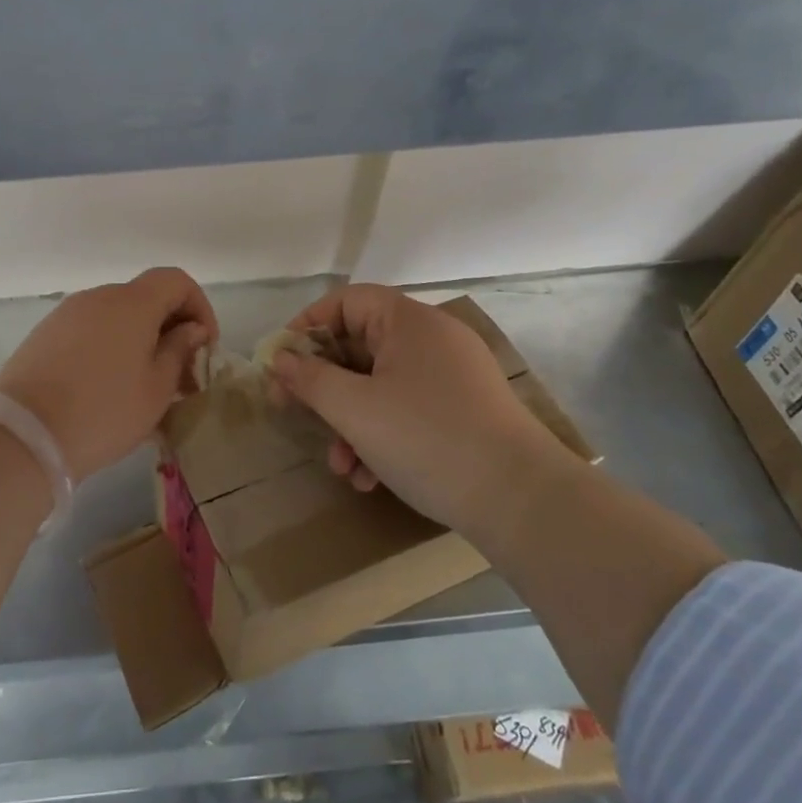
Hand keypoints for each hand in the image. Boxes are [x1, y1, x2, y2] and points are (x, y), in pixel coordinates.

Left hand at [0, 268, 217, 481]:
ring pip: (116, 316)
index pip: (176, 280)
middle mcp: (98, 297)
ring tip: (143, 386)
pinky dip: (108, 347)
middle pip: (145, 297)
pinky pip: (89, 330)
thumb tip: (190, 329)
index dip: (199, 307)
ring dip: (138, 340)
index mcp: (131, 303)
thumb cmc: (104, 412)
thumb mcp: (156, 388)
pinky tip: (106, 387)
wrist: (24, 437)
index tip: (203, 347)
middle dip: (170, 329)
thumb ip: (179, 350)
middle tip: (180, 376)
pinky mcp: (44, 334)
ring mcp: (66, 314)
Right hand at [267, 284, 575, 533]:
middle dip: (326, 388)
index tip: (281, 363)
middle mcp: (432, 339)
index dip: (307, 327)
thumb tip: (279, 358)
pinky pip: (408, 409)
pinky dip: (382, 435)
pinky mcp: (464, 412)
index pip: (345, 301)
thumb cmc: (426, 438)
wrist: (522, 501)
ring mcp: (451, 376)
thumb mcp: (354, 409)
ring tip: (341, 466)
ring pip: (381, 385)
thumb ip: (309, 379)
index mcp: (408, 321)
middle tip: (298, 416)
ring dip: (351, 422)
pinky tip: (370, 478)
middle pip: (360, 347)